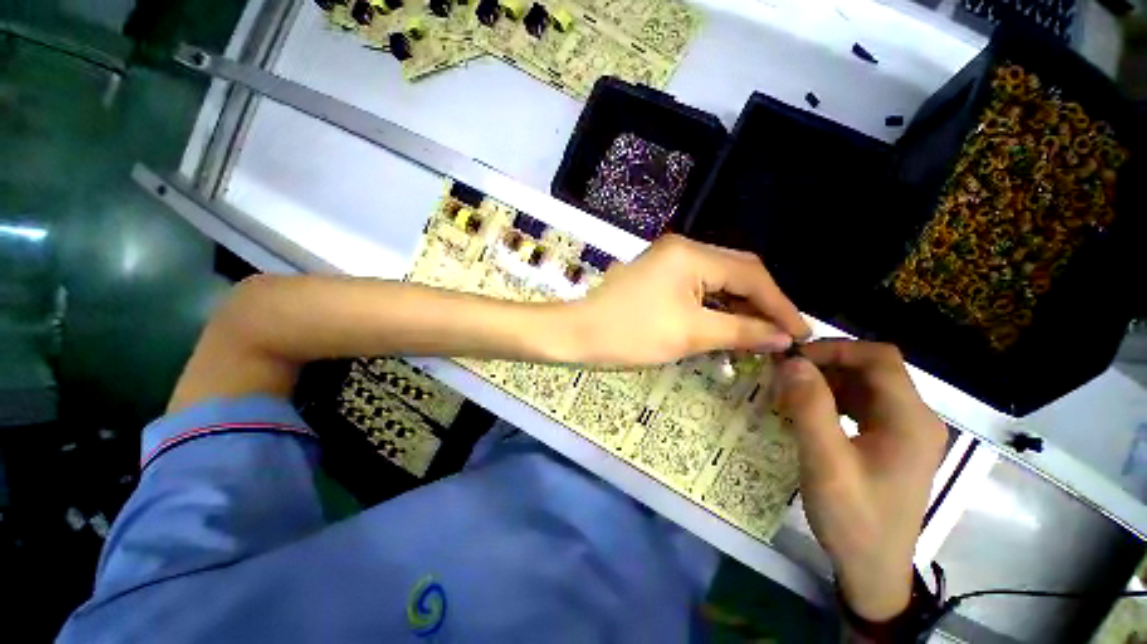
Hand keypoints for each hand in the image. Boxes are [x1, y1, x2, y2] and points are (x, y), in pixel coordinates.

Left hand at [567, 235, 810, 365]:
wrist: (578, 333)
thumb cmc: (630, 333)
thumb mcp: (690, 333)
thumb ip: (741, 331)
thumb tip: (782, 336)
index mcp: (692, 254)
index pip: (750, 275)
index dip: (779, 305)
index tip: (801, 334)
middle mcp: (683, 248)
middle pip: (736, 272)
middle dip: (761, 303)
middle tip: (781, 335)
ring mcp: (668, 260)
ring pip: (718, 281)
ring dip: (739, 306)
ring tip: (759, 335)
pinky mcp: (659, 275)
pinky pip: (698, 287)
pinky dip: (716, 306)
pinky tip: (728, 325)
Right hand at [772, 341, 946, 621]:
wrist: (872, 568)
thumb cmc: (854, 518)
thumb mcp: (826, 463)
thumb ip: (810, 408)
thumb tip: (791, 361)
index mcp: (910, 419)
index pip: (879, 358)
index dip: (835, 348)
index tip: (793, 359)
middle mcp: (915, 418)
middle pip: (873, 369)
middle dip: (825, 364)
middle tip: (783, 373)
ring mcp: (905, 431)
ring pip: (865, 385)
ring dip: (826, 380)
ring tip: (789, 390)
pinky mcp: (891, 442)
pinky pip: (861, 405)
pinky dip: (832, 399)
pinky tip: (806, 410)